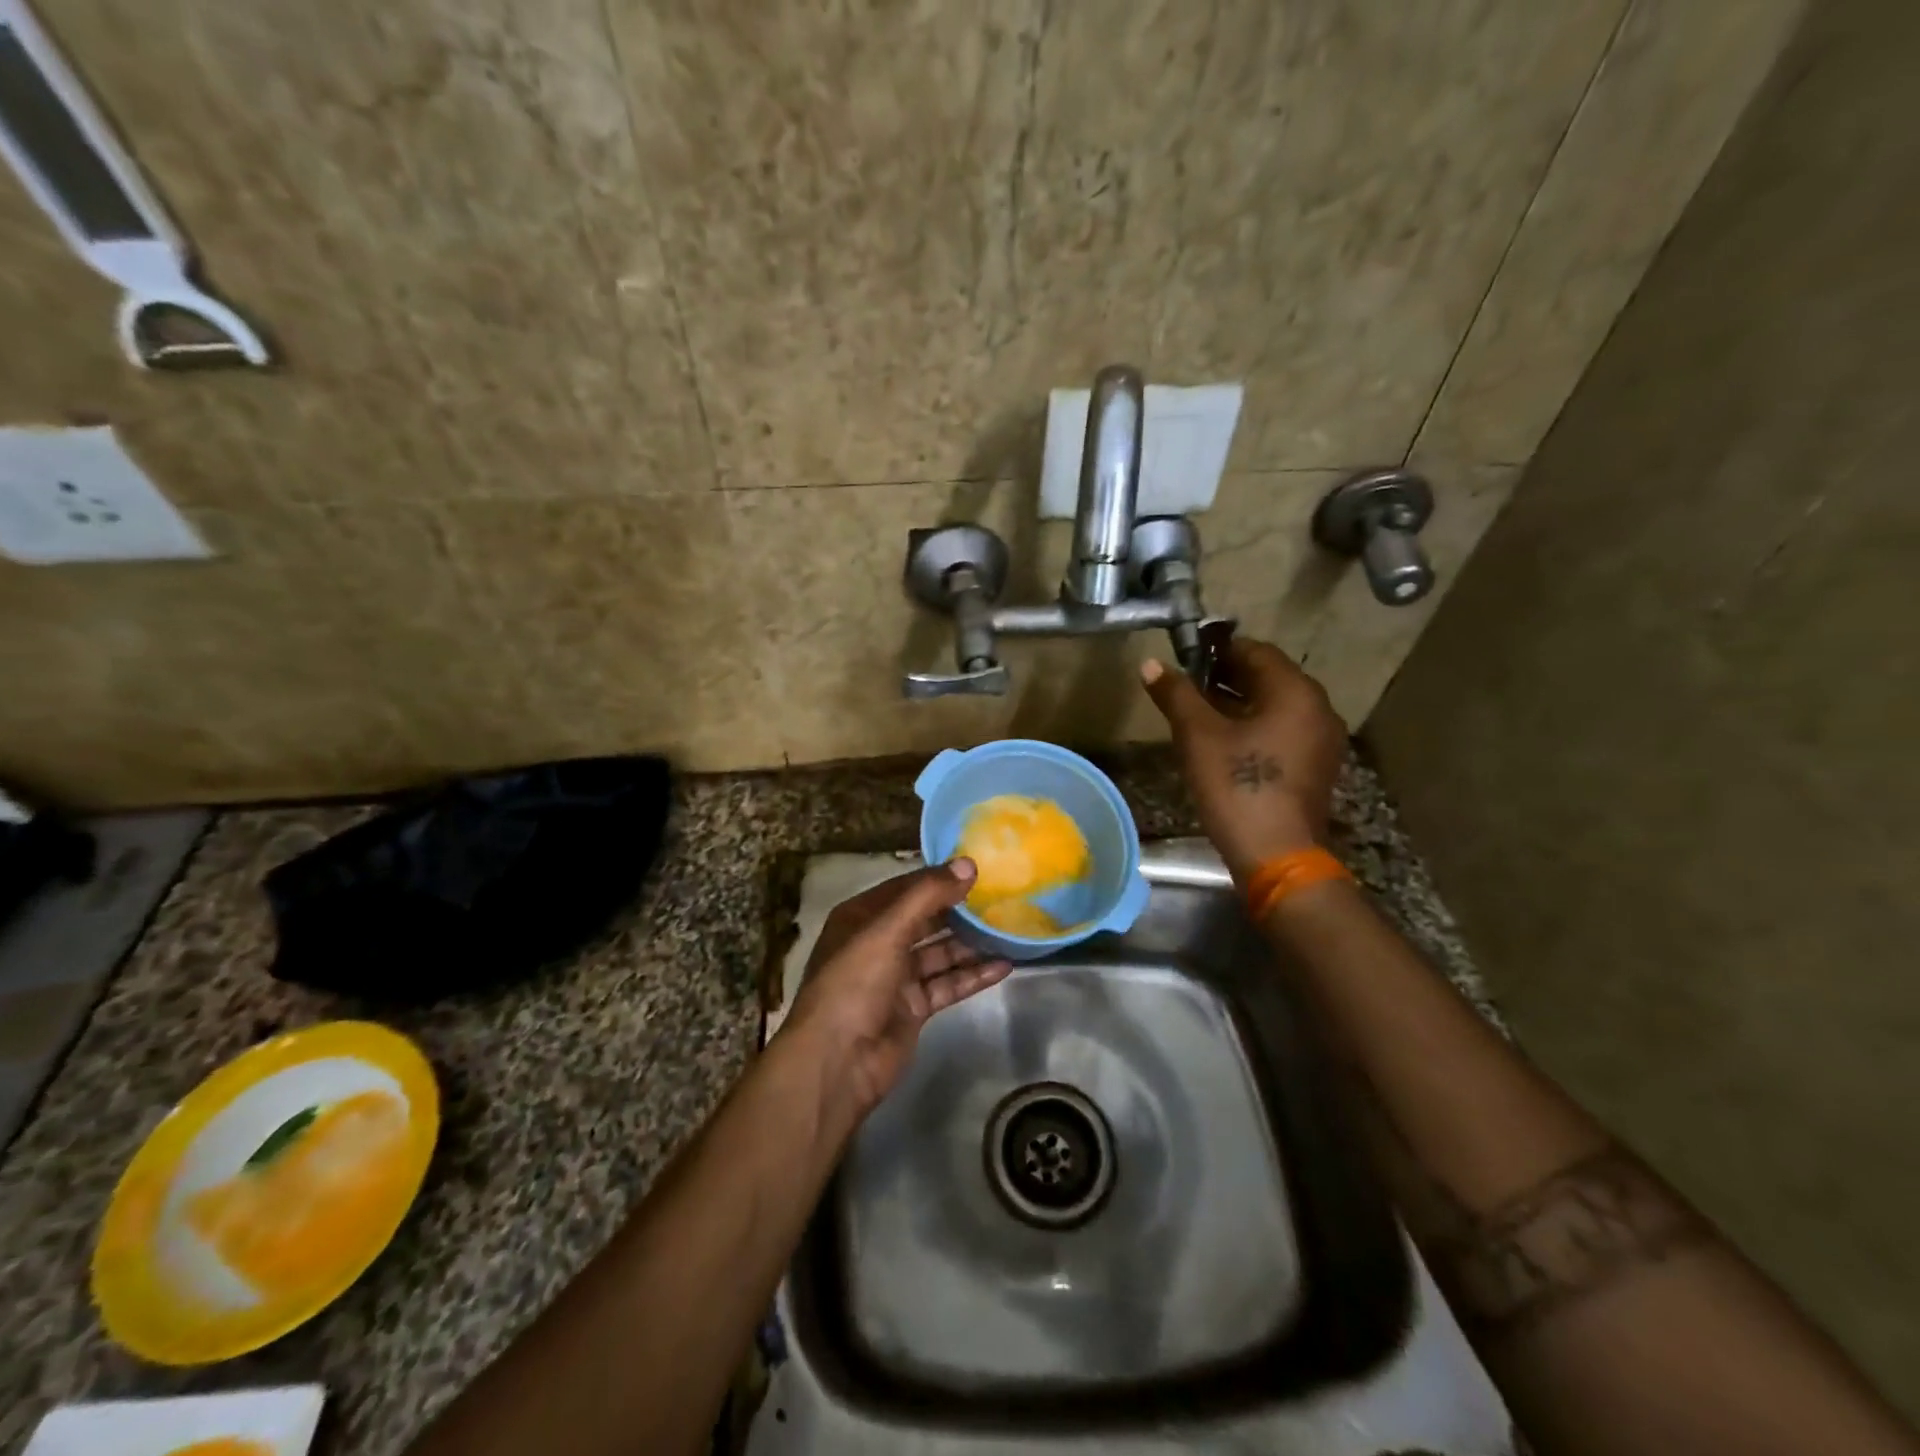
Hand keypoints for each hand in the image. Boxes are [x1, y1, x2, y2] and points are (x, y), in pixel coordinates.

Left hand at [780, 860, 1012, 1117]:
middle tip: (1002, 896)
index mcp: (861, 917)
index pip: (906, 888)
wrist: (837, 1062)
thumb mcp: (887, 930)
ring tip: (1010, 928)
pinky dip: (972, 976)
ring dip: (971, 943)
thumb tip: (968, 863)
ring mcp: (895, 978)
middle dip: (959, 910)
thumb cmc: (854, 983)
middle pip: (925, 919)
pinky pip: (947, 985)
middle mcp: (877, 943)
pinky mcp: (913, 1008)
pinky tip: (1004, 966)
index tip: (979, 868)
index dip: (939, 877)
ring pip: (940, 953)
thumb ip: (928, 895)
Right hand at [1139, 638, 1345, 883]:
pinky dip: (1255, 727)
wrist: (1276, 855)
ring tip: (1199, 714)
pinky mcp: (1316, 768)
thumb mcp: (1198, 736)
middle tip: (1188, 687)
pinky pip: (1283, 732)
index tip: (1186, 659)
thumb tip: (1151, 664)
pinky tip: (1225, 744)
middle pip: (1269, 678)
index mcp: (1295, 692)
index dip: (1218, 650)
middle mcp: (1318, 709)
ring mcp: (1322, 741)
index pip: (1256, 651)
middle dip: (1227, 677)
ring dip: (1239, 703)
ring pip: (1276, 707)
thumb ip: (1176, 694)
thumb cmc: (1237, 786)